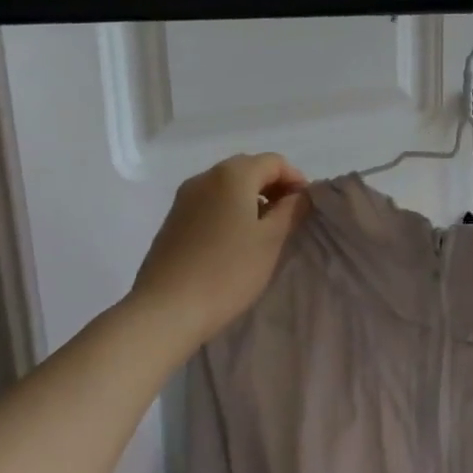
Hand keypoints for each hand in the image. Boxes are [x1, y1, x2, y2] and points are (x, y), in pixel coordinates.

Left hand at [127, 153, 308, 343]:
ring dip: (251, 199)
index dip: (296, 179)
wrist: (165, 310)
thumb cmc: (227, 271)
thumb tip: (300, 194)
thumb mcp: (271, 240)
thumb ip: (291, 210)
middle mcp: (205, 177)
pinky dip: (229, 210)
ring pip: (227, 186)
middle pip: (249, 169)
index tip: (307, 207)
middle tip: (289, 217)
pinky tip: (234, 241)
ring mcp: (184, 198)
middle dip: (273, 187)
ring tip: (264, 231)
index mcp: (232, 175)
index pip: (274, 162)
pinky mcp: (172, 220)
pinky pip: (210, 203)